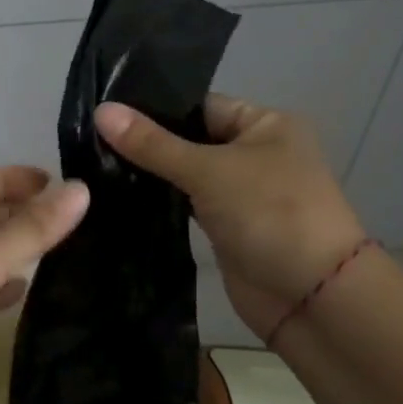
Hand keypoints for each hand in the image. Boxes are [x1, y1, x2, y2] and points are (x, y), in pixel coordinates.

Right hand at [95, 95, 365, 338]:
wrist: (312, 298)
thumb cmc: (270, 214)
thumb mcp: (208, 171)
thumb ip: (152, 144)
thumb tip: (101, 111)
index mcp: (265, 124)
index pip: (199, 105)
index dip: (154, 107)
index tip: (104, 111)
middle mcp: (256, 153)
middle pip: (190, 139)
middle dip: (147, 142)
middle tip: (90, 139)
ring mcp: (243, 193)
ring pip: (187, 174)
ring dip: (152, 174)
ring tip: (95, 164)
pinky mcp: (228, 227)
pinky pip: (188, 205)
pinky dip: (162, 202)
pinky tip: (120, 195)